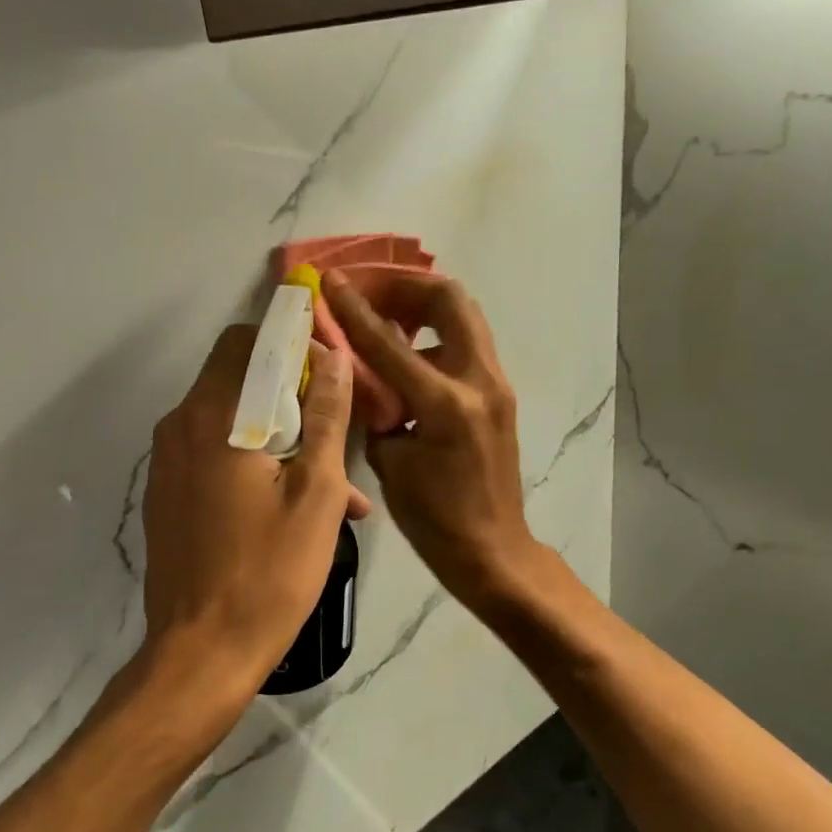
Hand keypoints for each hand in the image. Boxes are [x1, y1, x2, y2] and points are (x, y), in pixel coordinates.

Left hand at [137, 326, 370, 734]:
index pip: (245, 341)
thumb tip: (332, 358)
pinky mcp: (167, 494)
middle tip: (335, 427)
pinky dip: (251, 462)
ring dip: (278, 434)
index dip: (289, 342)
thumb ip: (326, 416)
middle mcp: (179, 427)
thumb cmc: (270, 572)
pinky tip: (293, 506)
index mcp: (214, 417)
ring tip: (334, 484)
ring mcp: (167, 463)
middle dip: (289, 391)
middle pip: (236, 377)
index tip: (329, 366)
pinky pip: (213, 455)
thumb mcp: (317, 492)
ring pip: (229, 421)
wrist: (202, 654)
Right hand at [322, 270, 543, 611]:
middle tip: (371, 293)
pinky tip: (406, 355)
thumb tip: (357, 372)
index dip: (355, 308)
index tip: (333, 281)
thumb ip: (373, 408)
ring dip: (422, 306)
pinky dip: (433, 334)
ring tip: (385, 319)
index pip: (389, 342)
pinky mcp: (499, 393)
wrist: (492, 550)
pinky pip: (465, 343)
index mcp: (446, 405)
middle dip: (405, 286)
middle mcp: (480, 382)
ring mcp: (496, 384)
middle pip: (449, 299)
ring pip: (463, 316)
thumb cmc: (434, 519)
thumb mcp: (389, 463)